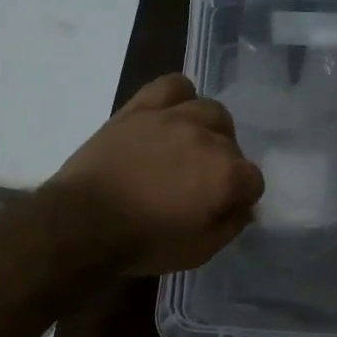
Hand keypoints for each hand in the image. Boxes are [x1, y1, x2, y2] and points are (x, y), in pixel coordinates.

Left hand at [47, 73, 265, 274]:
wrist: (82, 222)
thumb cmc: (143, 242)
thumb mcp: (198, 251)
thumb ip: (229, 225)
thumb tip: (242, 207)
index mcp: (225, 174)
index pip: (253, 180)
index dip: (241, 198)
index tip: (223, 210)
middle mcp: (206, 138)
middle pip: (233, 145)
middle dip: (225, 167)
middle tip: (202, 186)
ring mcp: (173, 117)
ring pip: (210, 110)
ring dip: (210, 130)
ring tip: (193, 147)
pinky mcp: (141, 108)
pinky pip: (172, 85)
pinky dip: (180, 97)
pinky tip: (173, 114)